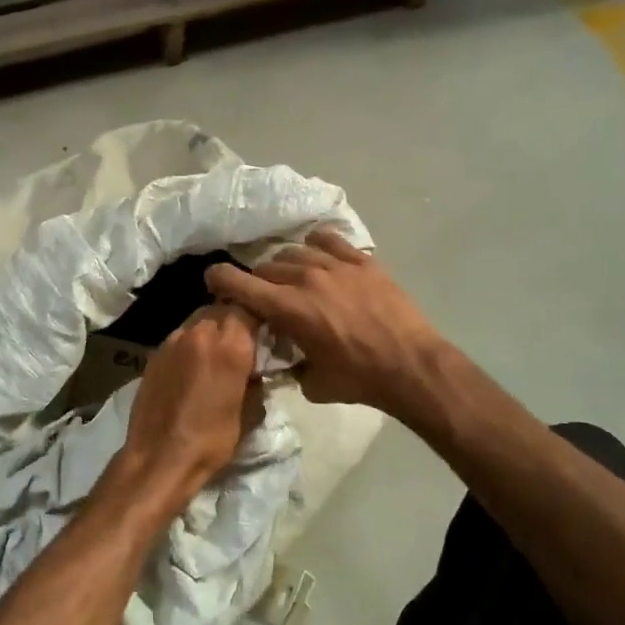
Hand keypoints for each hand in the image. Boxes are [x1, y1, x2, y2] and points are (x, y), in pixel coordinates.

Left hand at [102, 303, 260, 516]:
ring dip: (210, 330)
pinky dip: (191, 344)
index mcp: (230, 345)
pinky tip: (192, 367)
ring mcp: (173, 340)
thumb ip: (255, 381)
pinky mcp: (155, 353)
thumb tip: (256, 371)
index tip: (264, 330)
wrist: (160, 457)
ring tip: (216, 354)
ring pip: (198, 320)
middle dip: (233, 320)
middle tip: (241, 342)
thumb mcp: (248, 413)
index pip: (249, 308)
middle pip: (222, 309)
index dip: (258, 316)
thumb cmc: (212, 439)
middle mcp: (201, 333)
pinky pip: (180, 337)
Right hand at [206, 231, 449, 423]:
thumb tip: (286, 357)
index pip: (239, 283)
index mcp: (288, 309)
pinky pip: (329, 240)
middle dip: (258, 281)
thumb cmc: (360, 380)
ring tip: (293, 278)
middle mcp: (306, 279)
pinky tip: (319, 256)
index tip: (213, 281)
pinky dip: (316, 246)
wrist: (411, 366)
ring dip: (286, 265)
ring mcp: (336, 265)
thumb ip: (291, 365)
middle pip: (266, 267)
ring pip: (295, 252)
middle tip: (264, 296)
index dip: (219, 278)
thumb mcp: (313, 383)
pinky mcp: (362, 261)